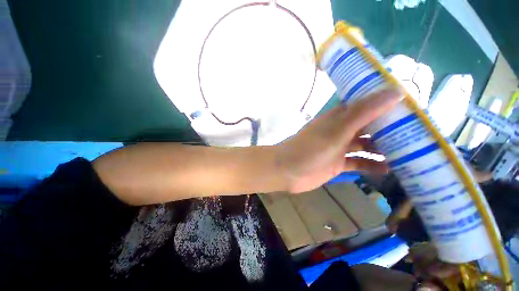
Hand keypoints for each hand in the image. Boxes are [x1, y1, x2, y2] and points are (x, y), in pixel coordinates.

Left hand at [275, 89, 401, 193]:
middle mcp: (340, 131)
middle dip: (390, 129)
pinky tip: (388, 170)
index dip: (387, 104)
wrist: (288, 170)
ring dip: (383, 149)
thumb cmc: (310, 148)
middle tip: (419, 133)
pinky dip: (371, 165)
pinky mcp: (337, 164)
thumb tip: (396, 91)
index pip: (367, 105)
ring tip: (410, 154)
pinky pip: (358, 163)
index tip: (412, 107)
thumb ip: (364, 111)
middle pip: (369, 126)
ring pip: (365, 146)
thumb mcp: (337, 129)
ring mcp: (338, 148)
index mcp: (339, 117)